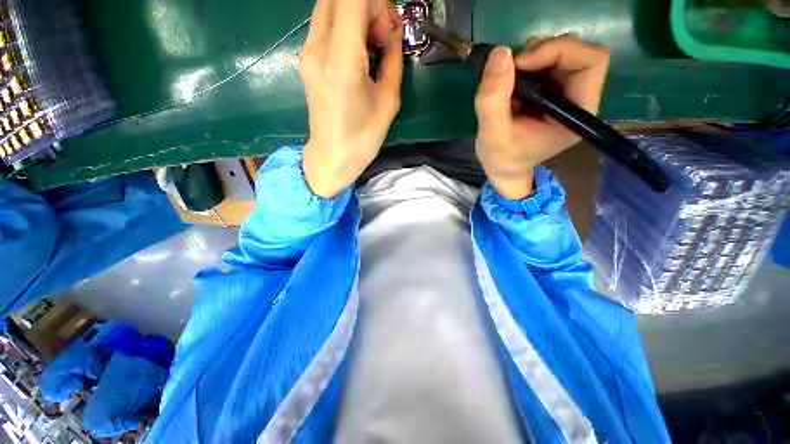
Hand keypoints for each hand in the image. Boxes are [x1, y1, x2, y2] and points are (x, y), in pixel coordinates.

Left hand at [300, 0, 402, 197]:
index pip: (353, 0)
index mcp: (342, 61)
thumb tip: (394, 32)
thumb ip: (393, 59)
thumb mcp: (388, 101)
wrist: (331, 156)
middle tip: (385, 37)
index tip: (391, 26)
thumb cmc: (363, 138)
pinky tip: (359, 51)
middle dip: (368, 6)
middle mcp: (318, 48)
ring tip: (374, 45)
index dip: (377, 3)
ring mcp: (307, 52)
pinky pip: (325, 24)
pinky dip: (345, 25)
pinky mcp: (306, 58)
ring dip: (356, 13)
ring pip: (330, 6)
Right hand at [474, 35, 609, 199]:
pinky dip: (526, 63)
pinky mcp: (550, 91)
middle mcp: (578, 99)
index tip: (521, 63)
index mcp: (577, 114)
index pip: (591, 63)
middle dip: (543, 51)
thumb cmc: (502, 159)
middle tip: (512, 66)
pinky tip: (509, 80)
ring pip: (561, 54)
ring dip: (532, 56)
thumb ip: (493, 100)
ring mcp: (565, 94)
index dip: (559, 51)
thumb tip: (500, 53)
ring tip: (506, 76)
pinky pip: (545, 63)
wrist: (503, 168)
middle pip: (578, 53)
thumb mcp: (492, 135)